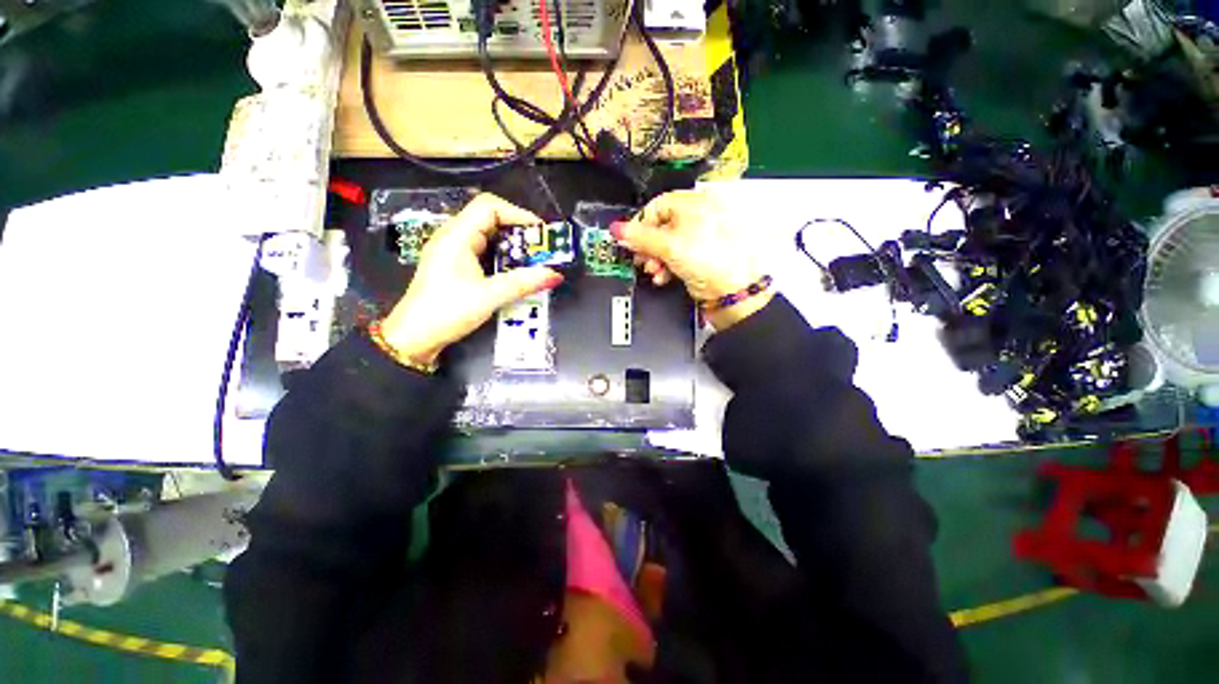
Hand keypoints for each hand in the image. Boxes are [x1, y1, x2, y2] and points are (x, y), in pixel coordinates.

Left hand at [379, 194, 563, 365]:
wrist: (414, 337)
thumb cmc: (447, 311)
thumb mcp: (489, 296)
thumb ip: (523, 283)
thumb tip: (555, 275)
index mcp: (456, 236)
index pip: (489, 207)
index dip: (517, 214)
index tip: (540, 232)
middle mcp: (453, 238)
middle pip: (489, 219)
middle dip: (517, 230)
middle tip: (541, 248)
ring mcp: (452, 252)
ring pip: (486, 236)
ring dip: (510, 245)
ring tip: (533, 259)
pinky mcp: (454, 266)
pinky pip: (482, 251)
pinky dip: (501, 256)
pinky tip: (514, 271)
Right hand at [612, 190, 770, 329]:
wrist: (733, 290)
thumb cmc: (711, 261)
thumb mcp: (668, 246)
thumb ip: (640, 238)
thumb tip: (617, 229)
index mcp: (694, 203)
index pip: (657, 205)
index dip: (641, 223)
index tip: (631, 240)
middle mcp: (698, 217)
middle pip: (660, 227)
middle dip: (648, 246)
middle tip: (642, 259)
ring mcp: (699, 237)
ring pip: (667, 244)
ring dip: (655, 259)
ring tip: (654, 271)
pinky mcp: (700, 255)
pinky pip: (676, 255)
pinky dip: (666, 265)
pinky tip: (663, 276)